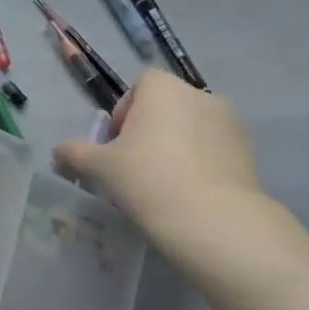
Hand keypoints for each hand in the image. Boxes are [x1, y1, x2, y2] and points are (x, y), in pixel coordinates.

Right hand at [53, 70, 265, 247]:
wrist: (216, 223)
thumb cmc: (148, 179)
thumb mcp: (99, 167)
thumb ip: (75, 153)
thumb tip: (59, 152)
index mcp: (164, 89)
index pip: (139, 86)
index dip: (124, 113)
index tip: (116, 146)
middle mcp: (201, 96)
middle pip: (166, 108)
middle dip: (149, 132)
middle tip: (133, 168)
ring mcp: (231, 124)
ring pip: (191, 130)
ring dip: (175, 148)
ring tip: (161, 185)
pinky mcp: (250, 154)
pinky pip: (214, 151)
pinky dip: (199, 165)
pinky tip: (187, 196)